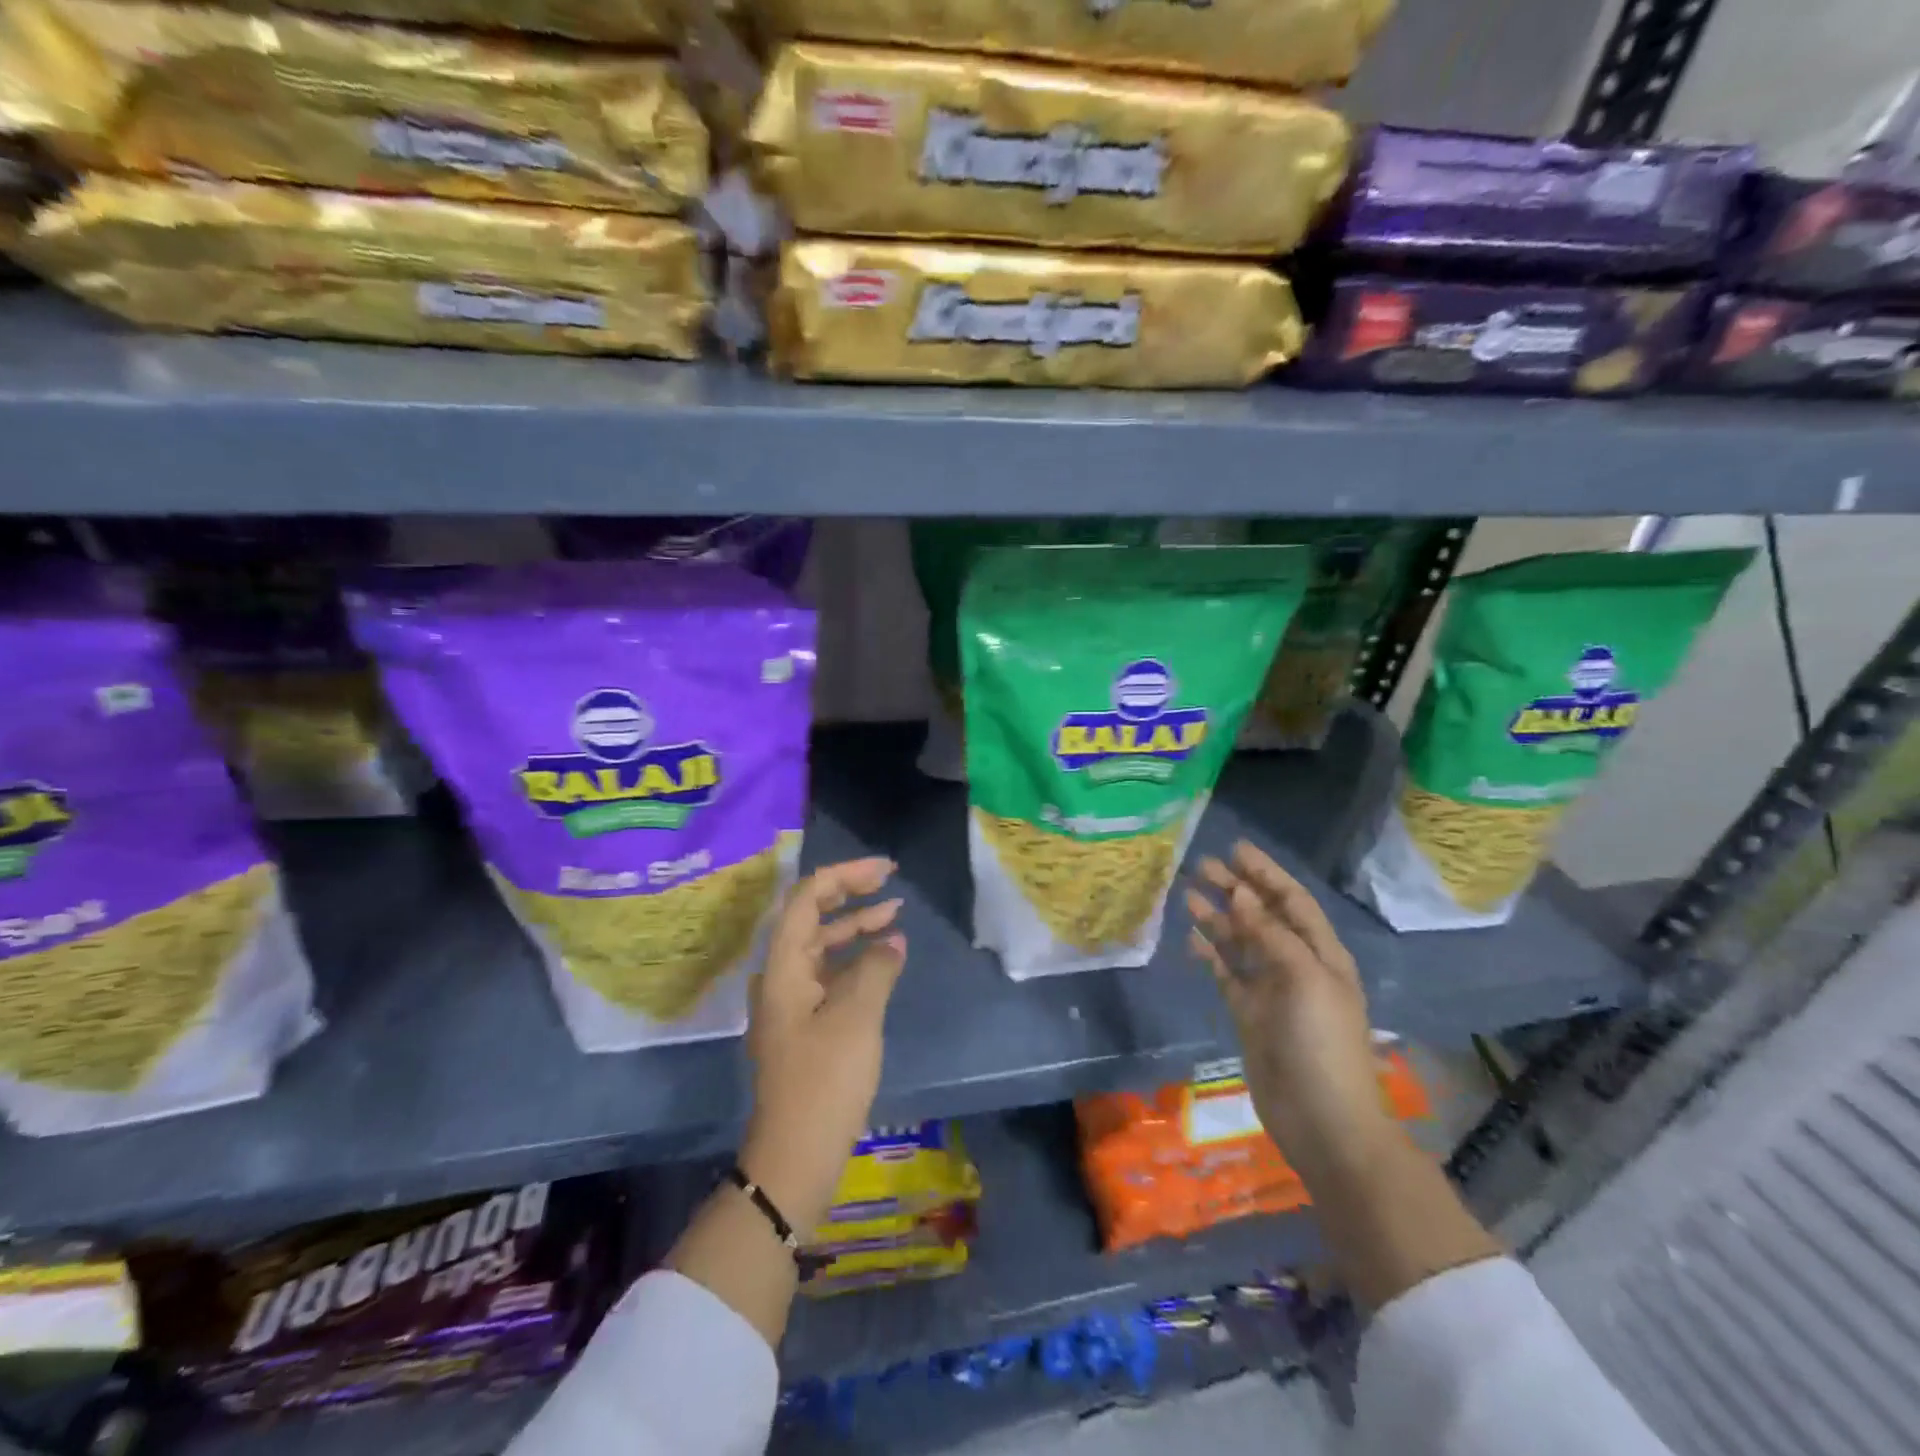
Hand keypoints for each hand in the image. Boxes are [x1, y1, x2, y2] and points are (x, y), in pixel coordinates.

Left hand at [741, 857, 906, 1234]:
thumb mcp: (857, 1017)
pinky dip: (856, 959)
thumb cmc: (824, 1080)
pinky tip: (884, 959)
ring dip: (855, 926)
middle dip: (849, 893)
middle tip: (889, 880)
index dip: (844, 875)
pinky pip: (830, 974)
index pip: (806, 898)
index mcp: (783, 966)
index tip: (884, 870)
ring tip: (895, 913)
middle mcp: (781, 976)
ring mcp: (792, 1001)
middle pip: (811, 916)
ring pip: (823, 946)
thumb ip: (876, 967)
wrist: (796, 1156)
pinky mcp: (805, 1024)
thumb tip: (892, 940)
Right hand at [1186, 842, 1394, 1182]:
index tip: (1236, 849)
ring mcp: (1271, 990)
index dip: (1266, 873)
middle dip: (1236, 889)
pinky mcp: (1248, 1013)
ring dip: (1218, 917)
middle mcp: (1296, 965)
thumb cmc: (1321, 1042)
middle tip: (1201, 866)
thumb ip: (1270, 934)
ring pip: (1240, 942)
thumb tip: (1242, 893)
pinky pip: (1226, 973)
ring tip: (1188, 895)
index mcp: (1322, 954)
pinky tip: (1191, 939)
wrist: (1322, 1119)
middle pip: (1263, 916)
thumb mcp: (1303, 978)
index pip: (1292, 901)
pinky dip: (1210, 954)